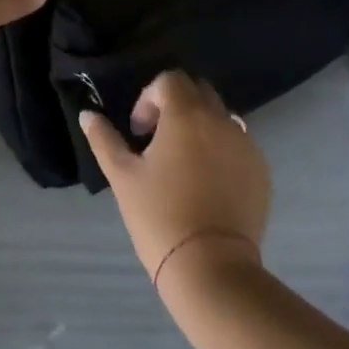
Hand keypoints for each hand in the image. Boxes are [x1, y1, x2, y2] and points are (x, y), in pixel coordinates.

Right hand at [79, 70, 270, 288]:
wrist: (210, 268)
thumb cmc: (159, 217)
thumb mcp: (123, 177)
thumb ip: (104, 139)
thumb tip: (87, 114)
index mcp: (186, 115)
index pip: (170, 80)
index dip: (149, 98)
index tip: (139, 131)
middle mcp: (221, 120)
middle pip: (199, 91)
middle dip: (176, 105)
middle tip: (159, 140)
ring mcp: (246, 145)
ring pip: (221, 116)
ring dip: (201, 126)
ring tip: (184, 163)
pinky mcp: (261, 171)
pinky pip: (239, 144)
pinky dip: (222, 149)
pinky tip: (208, 184)